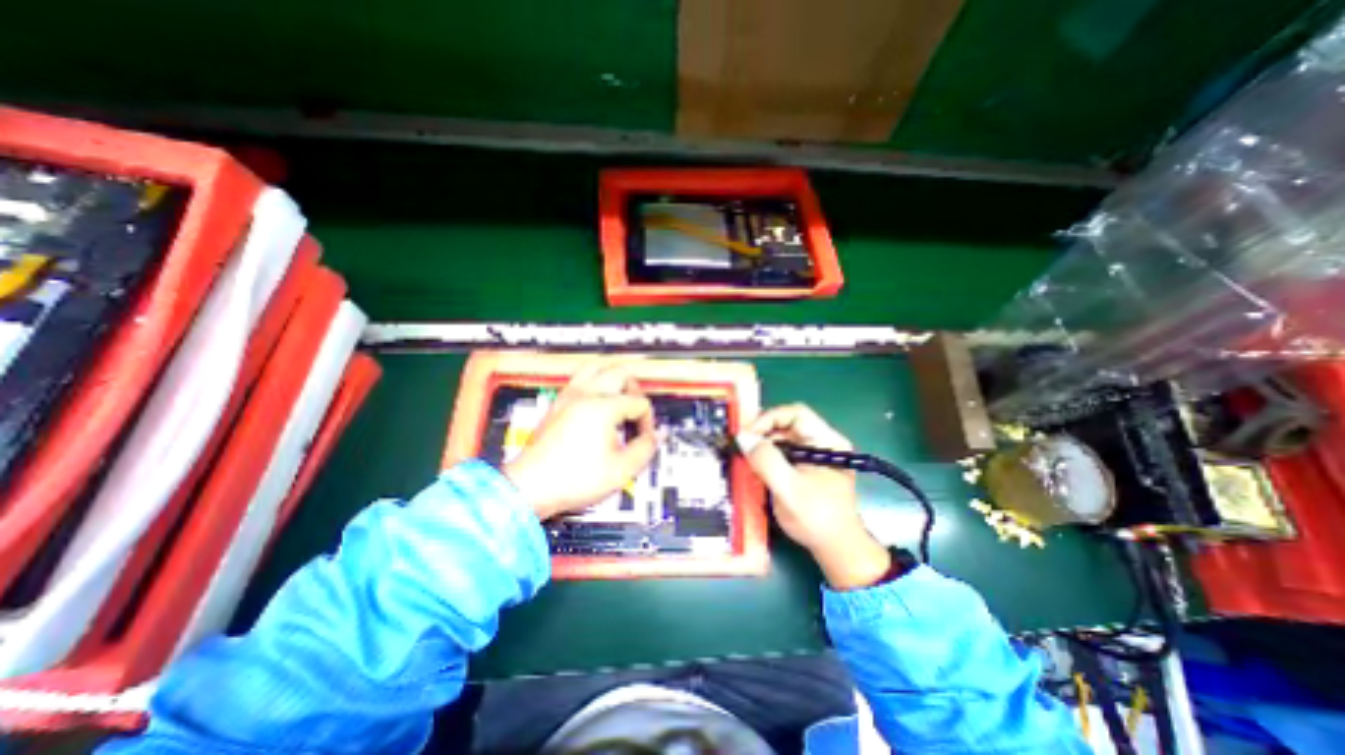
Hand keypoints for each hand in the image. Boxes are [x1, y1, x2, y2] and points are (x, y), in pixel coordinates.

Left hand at [501, 361, 661, 519]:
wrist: (530, 487)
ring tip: (619, 398)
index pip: (639, 402)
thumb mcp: (621, 470)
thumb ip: (645, 449)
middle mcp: (586, 394)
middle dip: (635, 391)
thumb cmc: (573, 479)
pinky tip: (597, 402)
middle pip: (621, 374)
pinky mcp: (557, 403)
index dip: (648, 421)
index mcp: (603, 408)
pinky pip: (580, 378)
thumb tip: (655, 436)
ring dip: (614, 379)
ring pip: (597, 368)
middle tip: (636, 412)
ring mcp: (569, 396)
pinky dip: (594, 382)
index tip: (643, 439)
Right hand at [734, 406, 891, 589]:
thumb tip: (743, 438)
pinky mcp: (805, 465)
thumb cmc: (817, 519)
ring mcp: (813, 453)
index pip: (795, 414)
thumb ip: (766, 461)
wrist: (836, 548)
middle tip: (741, 446)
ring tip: (745, 456)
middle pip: (787, 424)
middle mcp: (821, 441)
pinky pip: (782, 451)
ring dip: (762, 444)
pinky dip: (766, 455)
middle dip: (762, 432)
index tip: (747, 436)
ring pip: (782, 437)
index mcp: (827, 441)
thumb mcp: (789, 490)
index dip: (769, 419)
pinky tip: (755, 466)